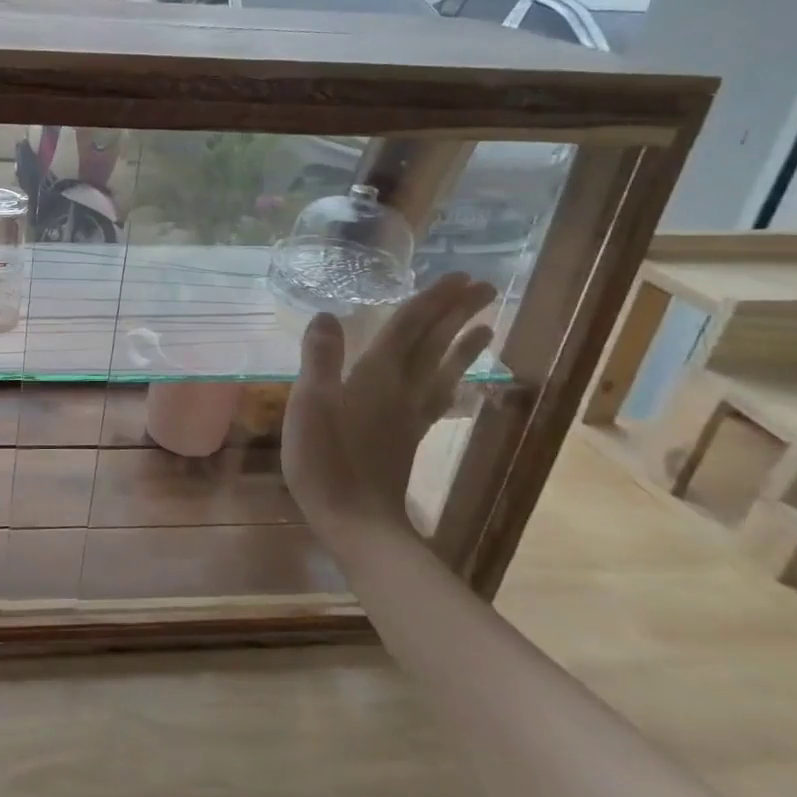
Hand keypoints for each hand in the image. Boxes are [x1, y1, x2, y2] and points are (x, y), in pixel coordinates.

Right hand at [282, 272, 496, 540]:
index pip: (408, 328)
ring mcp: (410, 415)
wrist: (357, 520)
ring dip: (462, 345)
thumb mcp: (311, 404)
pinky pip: (438, 396)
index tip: (459, 276)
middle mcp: (402, 389)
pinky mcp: (409, 436)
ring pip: (442, 370)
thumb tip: (327, 315)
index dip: (432, 301)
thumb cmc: (326, 460)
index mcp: (377, 376)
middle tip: (483, 287)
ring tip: (486, 326)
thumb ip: (320, 359)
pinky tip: (454, 380)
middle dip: (456, 314)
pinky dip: (451, 380)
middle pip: (433, 344)